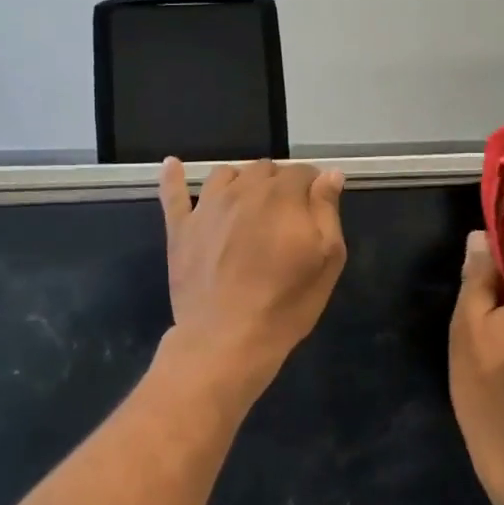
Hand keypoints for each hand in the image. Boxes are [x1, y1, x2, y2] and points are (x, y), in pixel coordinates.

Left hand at [158, 157, 347, 386]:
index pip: (302, 172)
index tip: (315, 207)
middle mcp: (243, 190)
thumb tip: (329, 175)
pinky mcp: (180, 228)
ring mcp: (207, 207)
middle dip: (278, 184)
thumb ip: (327, 211)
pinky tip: (174, 166)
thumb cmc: (285, 303)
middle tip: (285, 216)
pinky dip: (174, 176)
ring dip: (241, 182)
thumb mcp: (327, 260)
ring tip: (248, 203)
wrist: (227, 338)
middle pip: (264, 170)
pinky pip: (174, 193)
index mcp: (282, 196)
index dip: (312, 187)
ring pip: (225, 174)